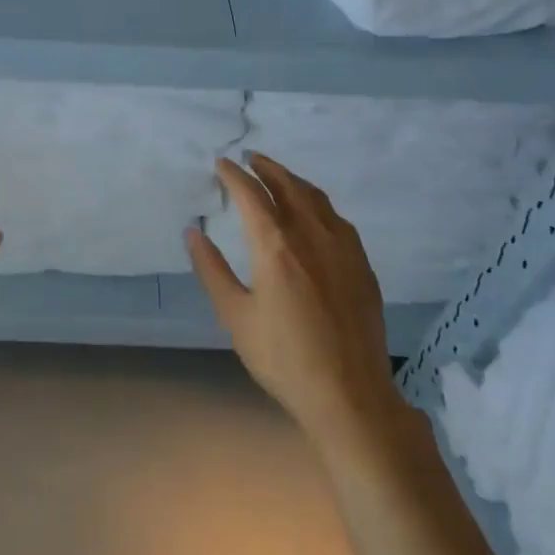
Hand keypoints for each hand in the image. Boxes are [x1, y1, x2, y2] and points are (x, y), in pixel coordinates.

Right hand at [185, 154, 399, 446]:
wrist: (350, 395)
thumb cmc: (284, 358)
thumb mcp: (236, 317)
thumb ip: (212, 270)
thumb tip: (193, 232)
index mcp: (276, 246)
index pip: (251, 194)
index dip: (234, 175)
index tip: (222, 163)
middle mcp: (311, 235)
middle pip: (287, 185)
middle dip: (266, 167)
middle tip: (250, 159)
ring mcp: (342, 247)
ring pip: (315, 197)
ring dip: (293, 180)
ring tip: (278, 177)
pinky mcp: (362, 263)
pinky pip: (336, 218)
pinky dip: (317, 202)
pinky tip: (313, 212)